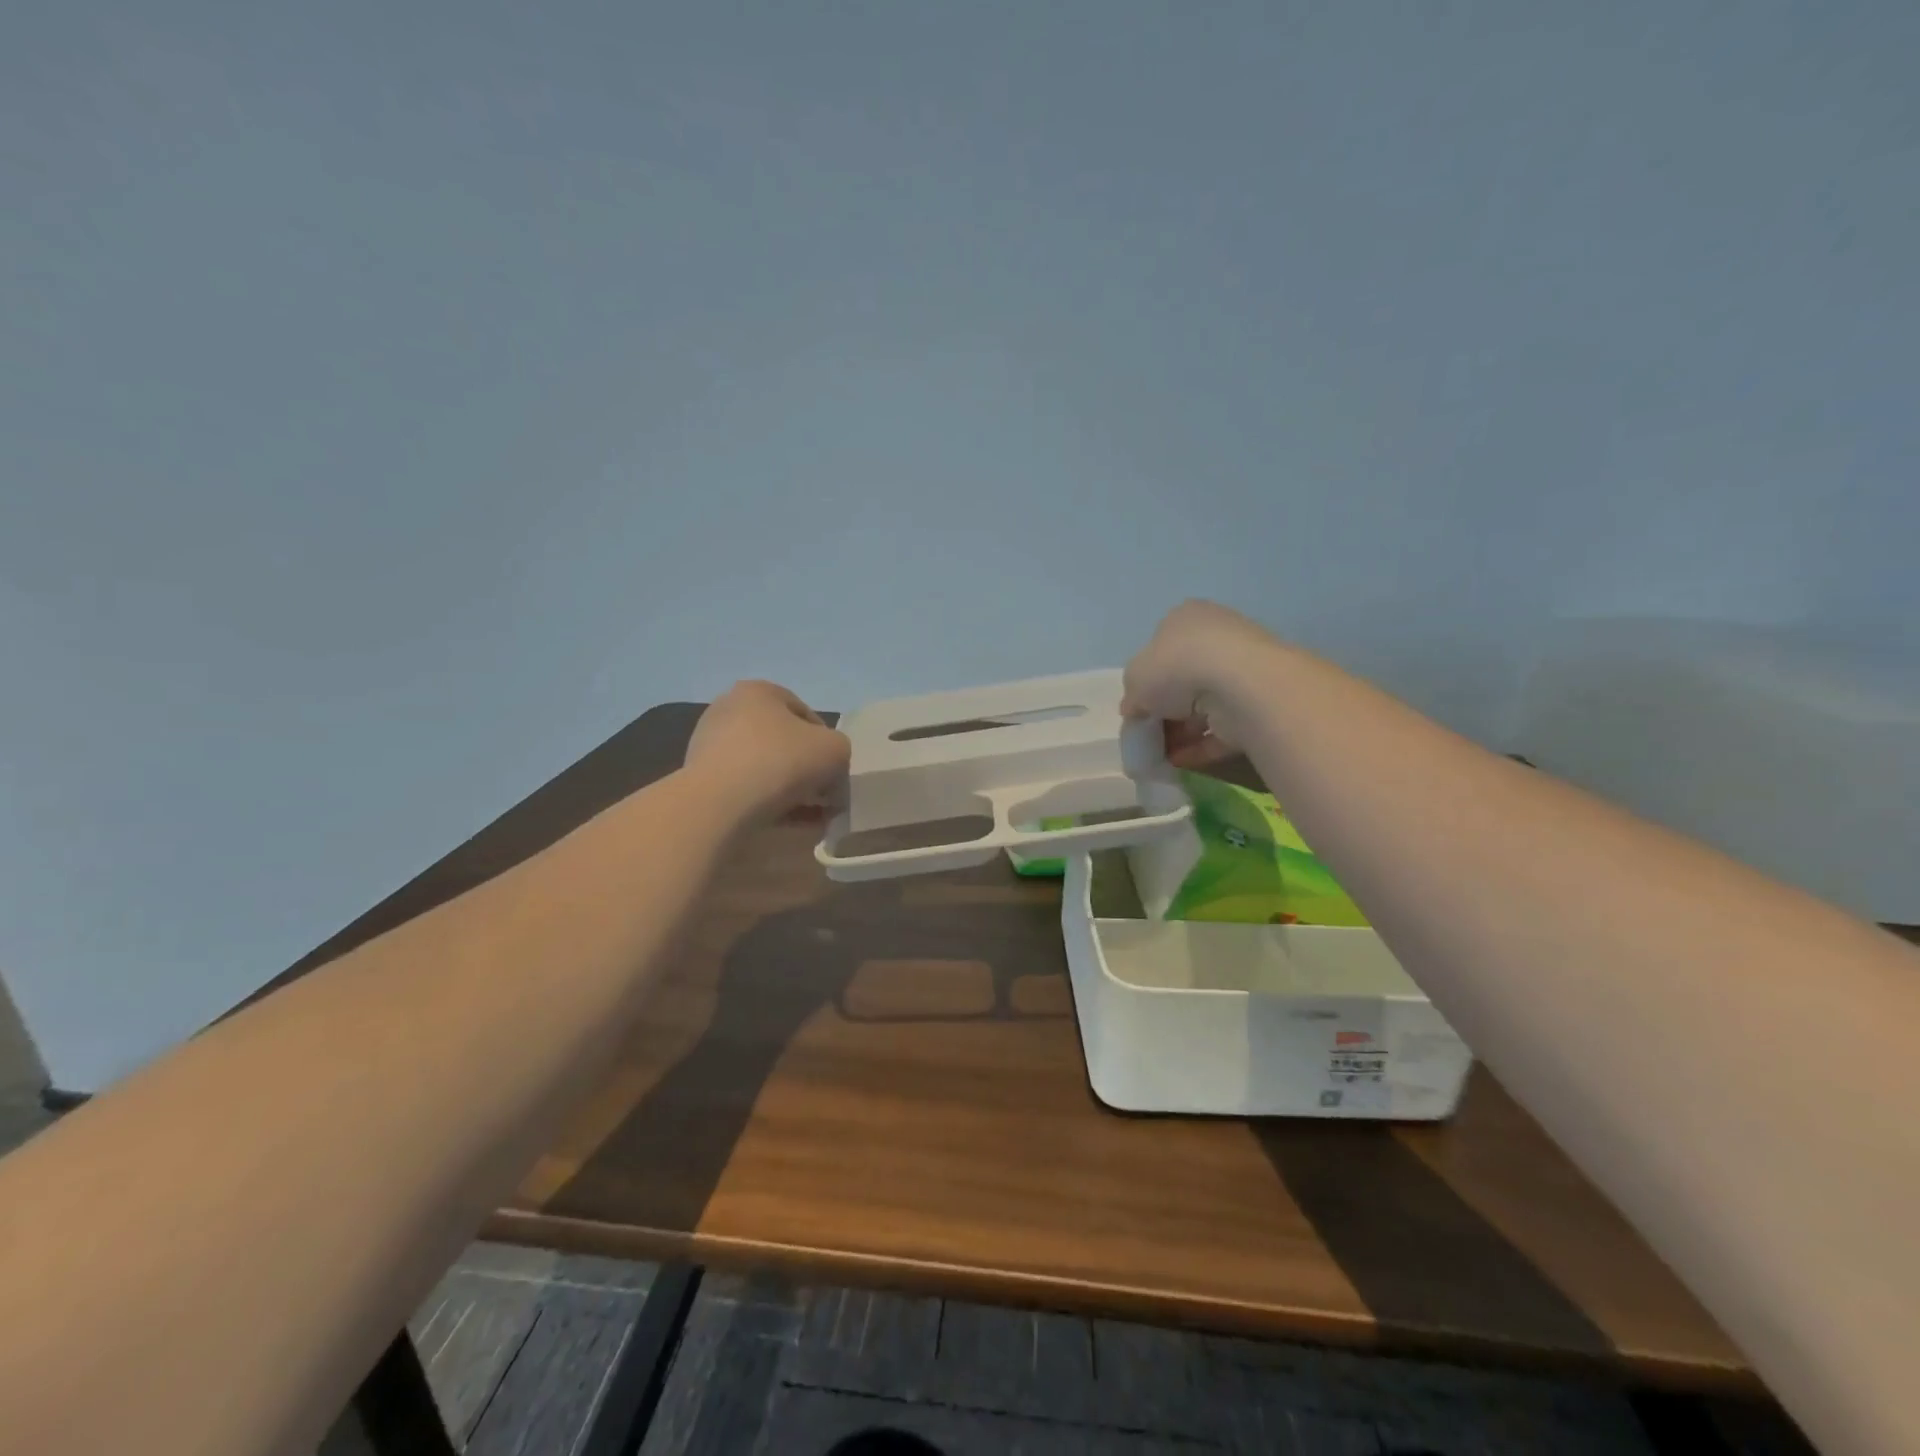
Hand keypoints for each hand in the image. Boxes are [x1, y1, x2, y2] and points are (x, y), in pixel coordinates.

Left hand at [685, 681, 850, 823]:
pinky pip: (745, 789)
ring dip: (790, 790)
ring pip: (764, 768)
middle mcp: (729, 710)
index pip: (807, 716)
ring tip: (810, 816)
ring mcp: (710, 745)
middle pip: (784, 742)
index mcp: (759, 691)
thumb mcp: (835, 749)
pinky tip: (788, 824)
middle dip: (807, 770)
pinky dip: (768, 803)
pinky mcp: (701, 779)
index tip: (835, 773)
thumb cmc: (781, 761)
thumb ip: (841, 753)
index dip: (828, 745)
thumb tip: (830, 775)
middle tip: (824, 796)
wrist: (719, 804)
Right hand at [1121, 600, 1280, 768]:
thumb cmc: (1176, 667)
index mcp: (1185, 619)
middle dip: (1165, 712)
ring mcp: (1242, 670)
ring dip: (1181, 732)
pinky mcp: (1259, 703)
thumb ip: (1132, 696)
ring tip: (1161, 756)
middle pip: (1183, 680)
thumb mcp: (1133, 679)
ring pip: (1204, 706)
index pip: (1160, 650)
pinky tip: (1181, 763)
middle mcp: (1217, 638)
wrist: (1239, 684)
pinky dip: (1201, 746)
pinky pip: (1223, 727)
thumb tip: (1136, 711)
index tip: (1137, 709)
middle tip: (1149, 736)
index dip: (1145, 682)